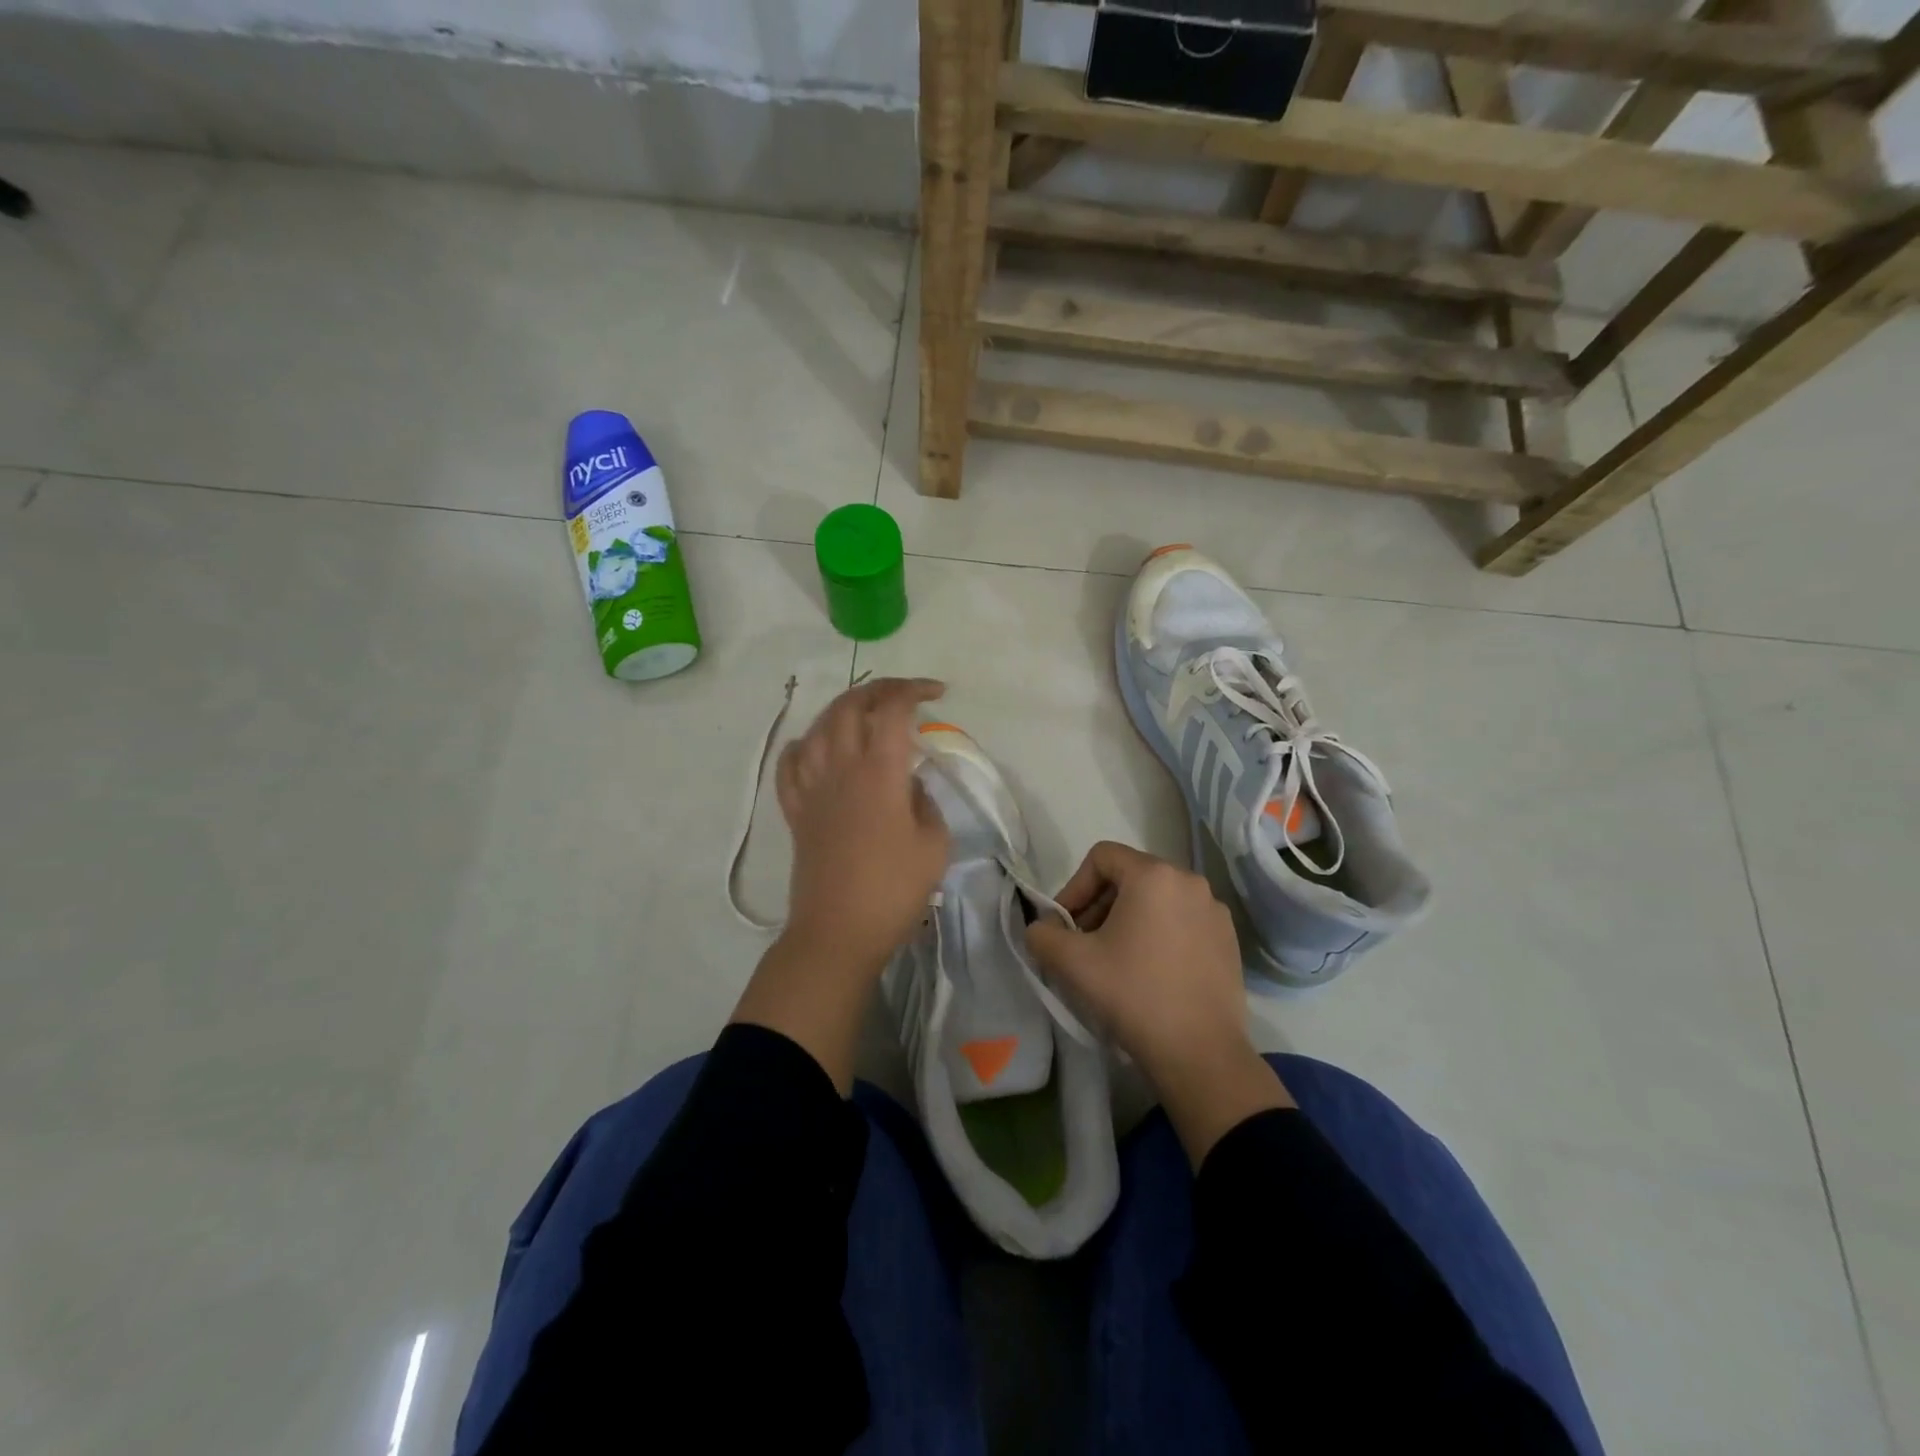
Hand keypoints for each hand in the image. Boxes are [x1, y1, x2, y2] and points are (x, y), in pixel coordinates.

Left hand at [774, 676, 950, 975]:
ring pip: (818, 727)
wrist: (838, 933)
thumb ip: (926, 803)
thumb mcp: (934, 845)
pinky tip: (815, 747)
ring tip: (864, 714)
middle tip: (903, 696)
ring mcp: (812, 788)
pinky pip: (790, 764)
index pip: (892, 709)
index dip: (913, 690)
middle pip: (850, 706)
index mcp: (879, 772)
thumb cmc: (893, 890)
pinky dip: (803, 745)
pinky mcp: (795, 811)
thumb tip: (909, 784)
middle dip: (879, 689)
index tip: (936, 694)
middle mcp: (841, 768)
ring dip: (843, 709)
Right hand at [1025, 842, 1291, 1163]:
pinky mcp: (1228, 940)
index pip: (1102, 857)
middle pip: (1130, 877)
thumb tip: (1042, 927)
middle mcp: (1189, 881)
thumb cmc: (1133, 995)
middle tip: (1084, 945)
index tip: (1065, 926)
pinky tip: (1151, 974)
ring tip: (1116, 961)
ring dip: (1128, 921)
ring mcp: (1214, 911)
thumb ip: (1043, 934)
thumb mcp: (1072, 962)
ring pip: (1157, 900)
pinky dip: (1159, 935)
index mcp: (1154, 875)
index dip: (1074, 887)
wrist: (1200, 1053)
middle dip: (1099, 905)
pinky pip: (1182, 922)